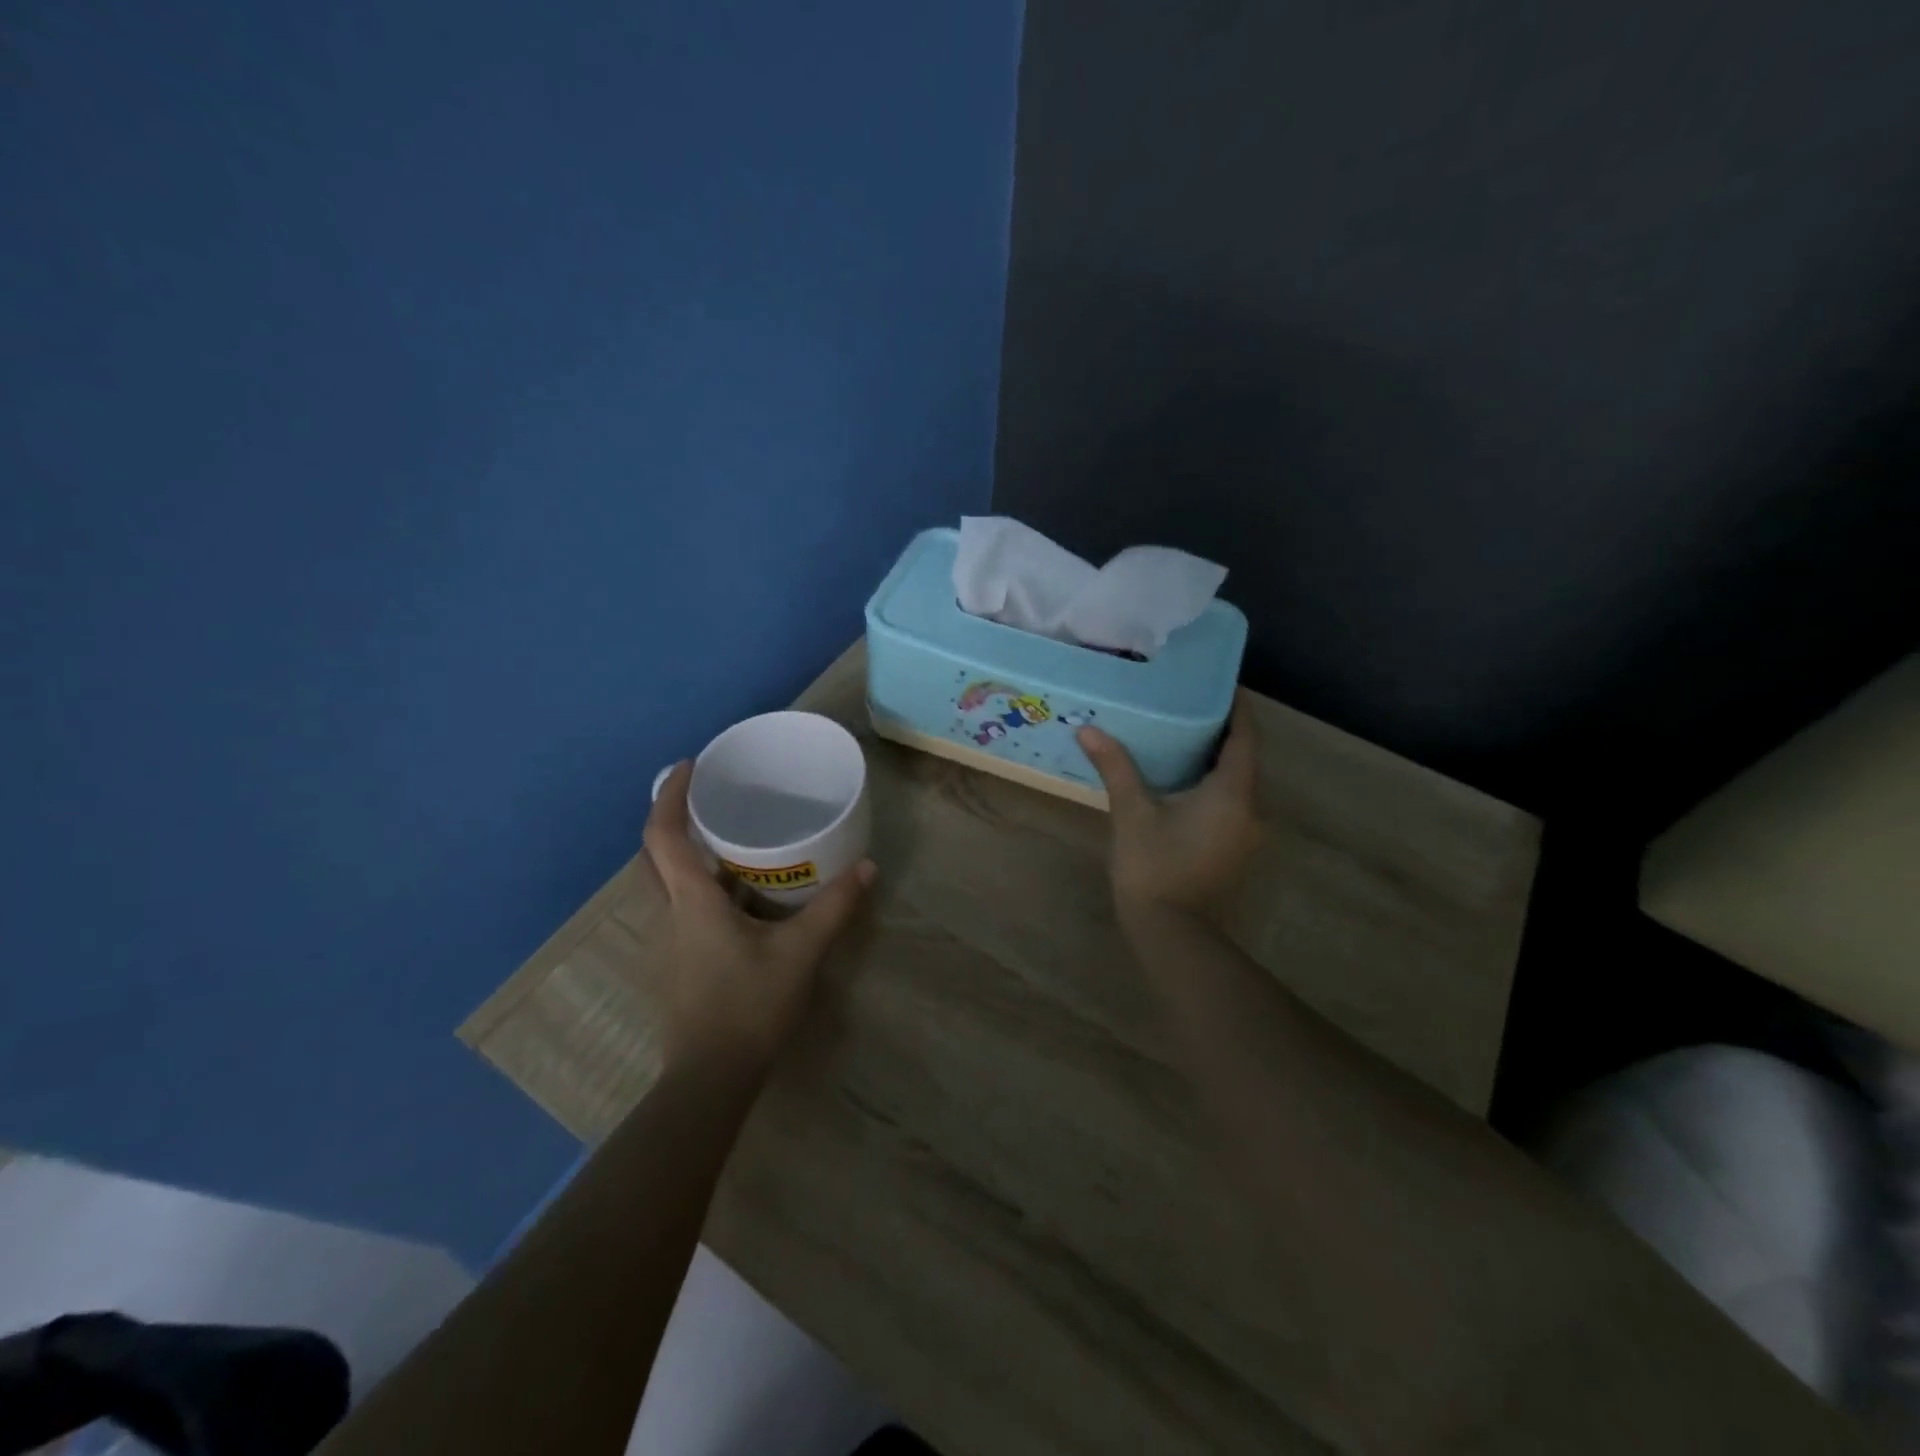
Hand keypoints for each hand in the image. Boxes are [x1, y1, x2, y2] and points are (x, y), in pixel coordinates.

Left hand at [642, 762, 875, 1070]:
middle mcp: (670, 914)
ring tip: (729, 839)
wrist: (711, 1077)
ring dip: (686, 854)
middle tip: (711, 800)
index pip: (662, 836)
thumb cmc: (748, 1005)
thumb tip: (866, 867)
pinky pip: (680, 907)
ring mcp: (669, 941)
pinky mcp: (679, 961)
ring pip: (665, 883)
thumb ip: (833, 908)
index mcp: (691, 901)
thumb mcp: (800, 952)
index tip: (689, 765)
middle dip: (674, 821)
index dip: (670, 795)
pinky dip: (699, 886)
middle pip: (654, 855)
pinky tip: (737, 894)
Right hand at [1077, 693, 1260, 915]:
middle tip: (1187, 704)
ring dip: (1216, 759)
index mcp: (1233, 792)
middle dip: (1221, 730)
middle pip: (1244, 757)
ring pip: (1238, 782)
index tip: (1218, 683)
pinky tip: (1181, 780)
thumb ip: (1116, 767)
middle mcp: (1251, 808)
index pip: (1245, 736)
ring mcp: (1246, 832)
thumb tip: (1088, 729)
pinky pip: (1231, 803)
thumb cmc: (1154, 867)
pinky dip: (1213, 784)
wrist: (1172, 933)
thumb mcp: (1132, 813)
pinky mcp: (1235, 849)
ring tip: (1181, 735)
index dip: (1236, 707)